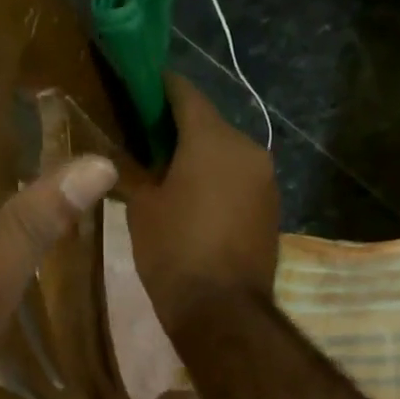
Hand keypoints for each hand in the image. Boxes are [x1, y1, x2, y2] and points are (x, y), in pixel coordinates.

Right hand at [125, 75, 278, 338]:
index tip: (133, 88)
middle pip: (208, 122)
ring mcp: (265, 178)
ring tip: (166, 173)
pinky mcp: (272, 206)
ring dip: (199, 155)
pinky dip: (217, 179)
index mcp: (213, 138)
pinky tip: (193, 198)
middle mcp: (247, 147)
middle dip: (176, 127)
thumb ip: (135, 168)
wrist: (223, 311)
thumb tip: (128, 153)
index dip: (156, 87)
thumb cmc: (174, 252)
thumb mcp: (141, 207)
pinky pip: (238, 178)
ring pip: (225, 152)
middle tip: (142, 139)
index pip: (183, 91)